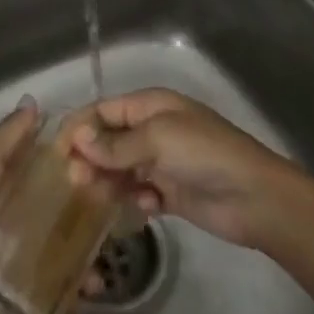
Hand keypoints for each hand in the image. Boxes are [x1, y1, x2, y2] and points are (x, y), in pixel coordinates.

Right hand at [68, 88, 294, 249]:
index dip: (79, 129)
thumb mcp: (158, 139)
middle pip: (108, 141)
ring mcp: (162, 162)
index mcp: (151, 106)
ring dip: (108, 182)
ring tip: (100, 199)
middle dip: (90, 158)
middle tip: (76, 182)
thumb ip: (115, 143)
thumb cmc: (205, 154)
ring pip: (120, 169)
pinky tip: (147, 207)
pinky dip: (137, 199)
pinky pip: (139, 193)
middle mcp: (153, 130)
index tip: (57, 154)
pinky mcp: (171, 192)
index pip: (103, 111)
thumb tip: (76, 139)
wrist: (256, 197)